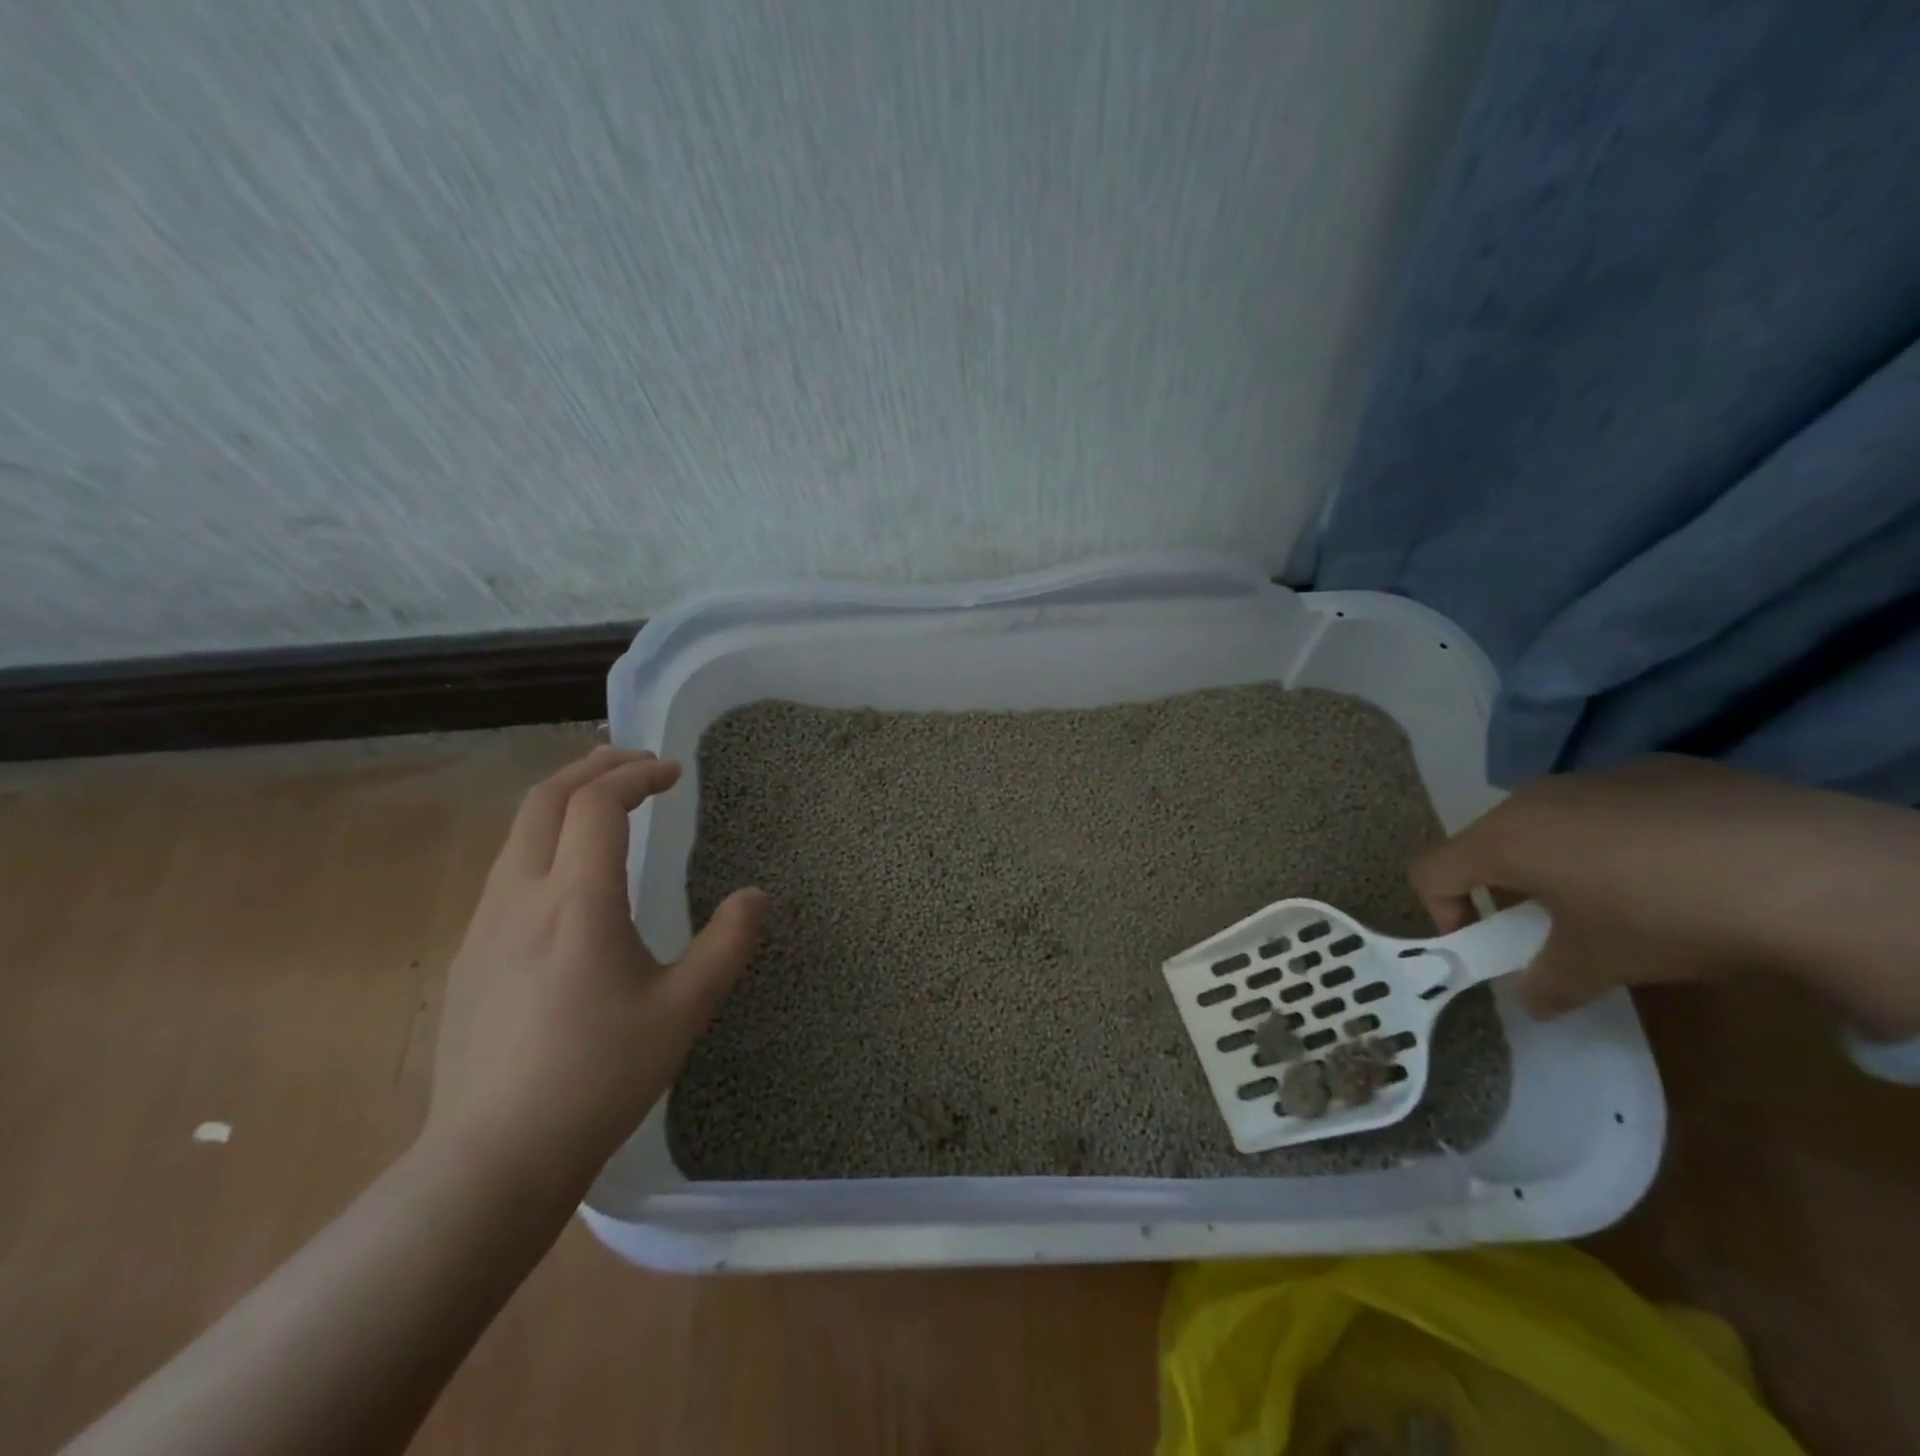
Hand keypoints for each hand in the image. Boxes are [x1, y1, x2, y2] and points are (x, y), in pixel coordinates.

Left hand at [423, 746, 766, 1195]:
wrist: (492, 1159)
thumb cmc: (599, 1077)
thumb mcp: (683, 1010)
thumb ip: (728, 944)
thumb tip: (757, 896)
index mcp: (576, 903)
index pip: (597, 804)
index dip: (637, 775)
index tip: (673, 772)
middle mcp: (521, 899)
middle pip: (545, 800)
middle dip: (592, 768)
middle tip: (635, 762)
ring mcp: (484, 927)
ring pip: (518, 833)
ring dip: (563, 801)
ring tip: (603, 802)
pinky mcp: (468, 956)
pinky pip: (506, 871)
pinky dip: (543, 841)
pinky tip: (568, 876)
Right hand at [1410, 755, 1919, 1038]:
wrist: (1807, 870)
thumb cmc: (1663, 916)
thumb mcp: (1600, 964)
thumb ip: (1548, 983)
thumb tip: (1534, 1001)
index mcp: (1505, 837)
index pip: (1432, 870)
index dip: (1443, 911)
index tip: (1485, 945)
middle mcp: (1537, 796)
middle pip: (1493, 841)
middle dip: (1510, 887)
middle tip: (1555, 929)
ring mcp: (1601, 776)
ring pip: (1555, 820)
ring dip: (1565, 861)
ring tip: (1627, 900)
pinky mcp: (1665, 770)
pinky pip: (1617, 806)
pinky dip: (1625, 838)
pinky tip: (1686, 870)